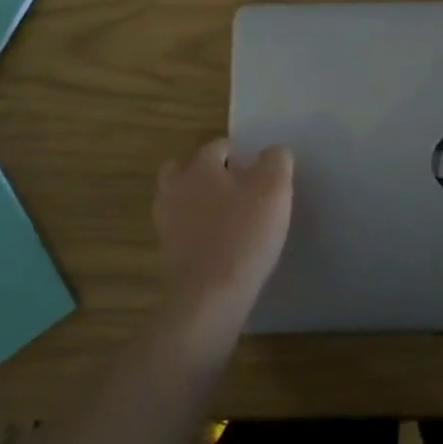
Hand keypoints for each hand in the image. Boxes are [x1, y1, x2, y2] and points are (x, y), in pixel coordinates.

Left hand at [153, 139, 293, 328]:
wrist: (209, 296)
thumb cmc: (243, 234)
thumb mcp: (274, 189)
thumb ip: (276, 161)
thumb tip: (274, 152)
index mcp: (200, 168)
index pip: (217, 146)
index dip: (238, 152)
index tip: (257, 166)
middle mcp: (176, 190)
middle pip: (183, 168)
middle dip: (205, 171)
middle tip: (234, 184)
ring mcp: (167, 224)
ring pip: (179, 199)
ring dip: (198, 201)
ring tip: (228, 214)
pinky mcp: (168, 255)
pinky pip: (182, 231)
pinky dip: (197, 230)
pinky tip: (220, 242)